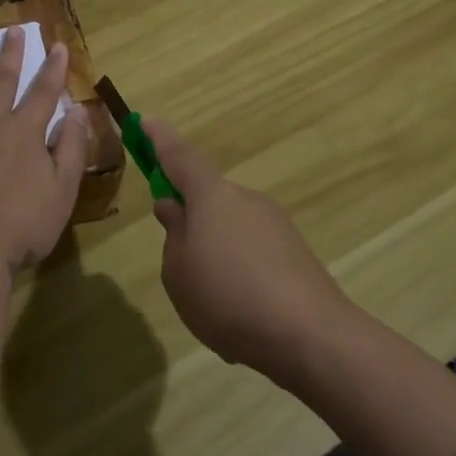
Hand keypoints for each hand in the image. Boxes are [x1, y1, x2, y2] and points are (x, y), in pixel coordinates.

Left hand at [0, 26, 91, 272]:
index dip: (53, 69)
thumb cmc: (23, 224)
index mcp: (25, 132)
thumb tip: (78, 110)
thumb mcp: (63, 189)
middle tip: (11, 29)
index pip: (44, 93)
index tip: (57, 45)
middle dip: (9, 55)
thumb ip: (72, 148)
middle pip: (2, 81)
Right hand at [148, 120, 350, 383]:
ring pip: (230, 229)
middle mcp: (245, 199)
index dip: (158, 139)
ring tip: (211, 303)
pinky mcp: (295, 253)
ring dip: (216, 253)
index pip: (178, 156)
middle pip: (208, 197)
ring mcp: (275, 224)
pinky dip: (240, 274)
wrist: (311, 335)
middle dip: (191, 220)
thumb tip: (174, 207)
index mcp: (211, 196)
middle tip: (178, 259)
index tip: (144, 120)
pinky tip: (240, 313)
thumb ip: (173, 234)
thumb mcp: (178, 271)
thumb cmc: (227, 297)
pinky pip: (253, 254)